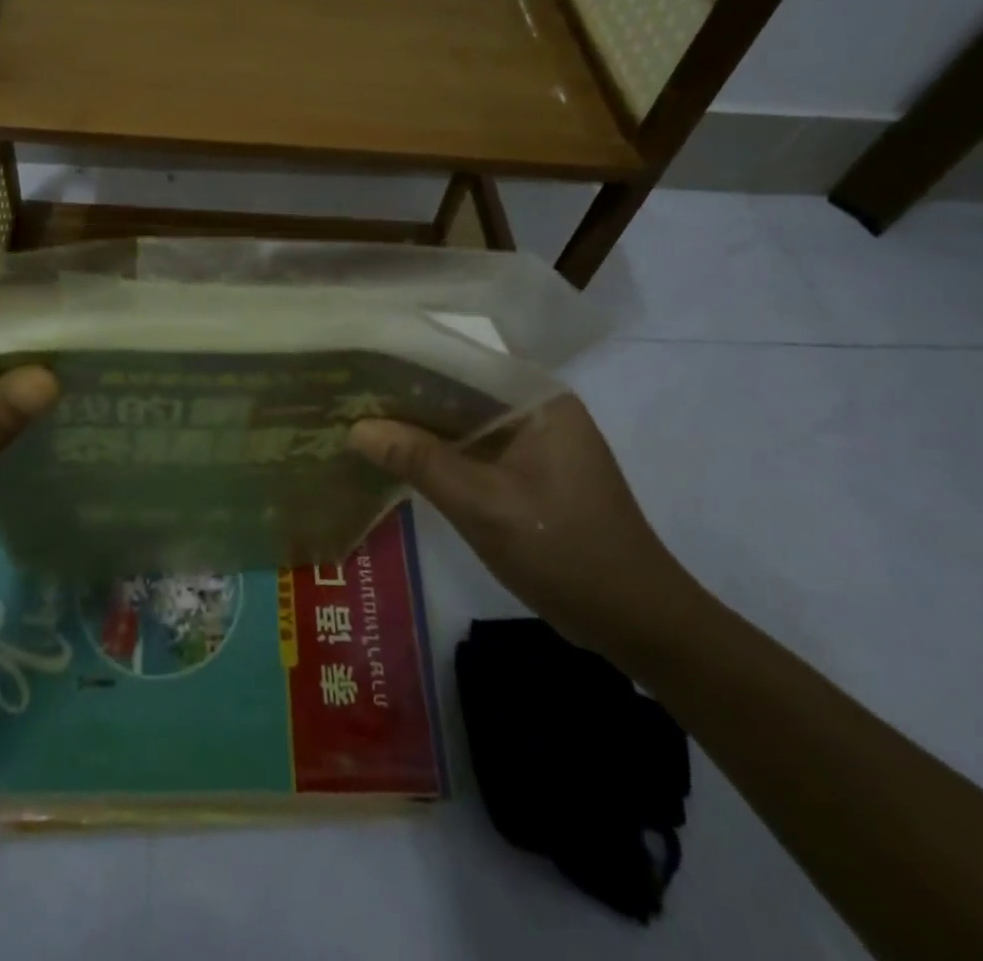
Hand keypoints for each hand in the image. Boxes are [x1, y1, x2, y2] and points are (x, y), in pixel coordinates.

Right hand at [350, 393, 694, 655]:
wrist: (635, 621)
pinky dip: (440, 452)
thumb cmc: (563, 550)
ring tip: (360, 418)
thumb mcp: (481, 504)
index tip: (358, 362)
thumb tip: (356, 427)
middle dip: (406, 395)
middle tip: (347, 392)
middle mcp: (536, 408)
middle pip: (458, 390)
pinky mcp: (529, 472)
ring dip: (420, 426)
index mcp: (536, 398)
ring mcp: (534, 441)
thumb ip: (418, 460)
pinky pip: (475, 449)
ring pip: (464, 422)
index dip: (406, 360)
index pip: (460, 360)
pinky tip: (398, 456)